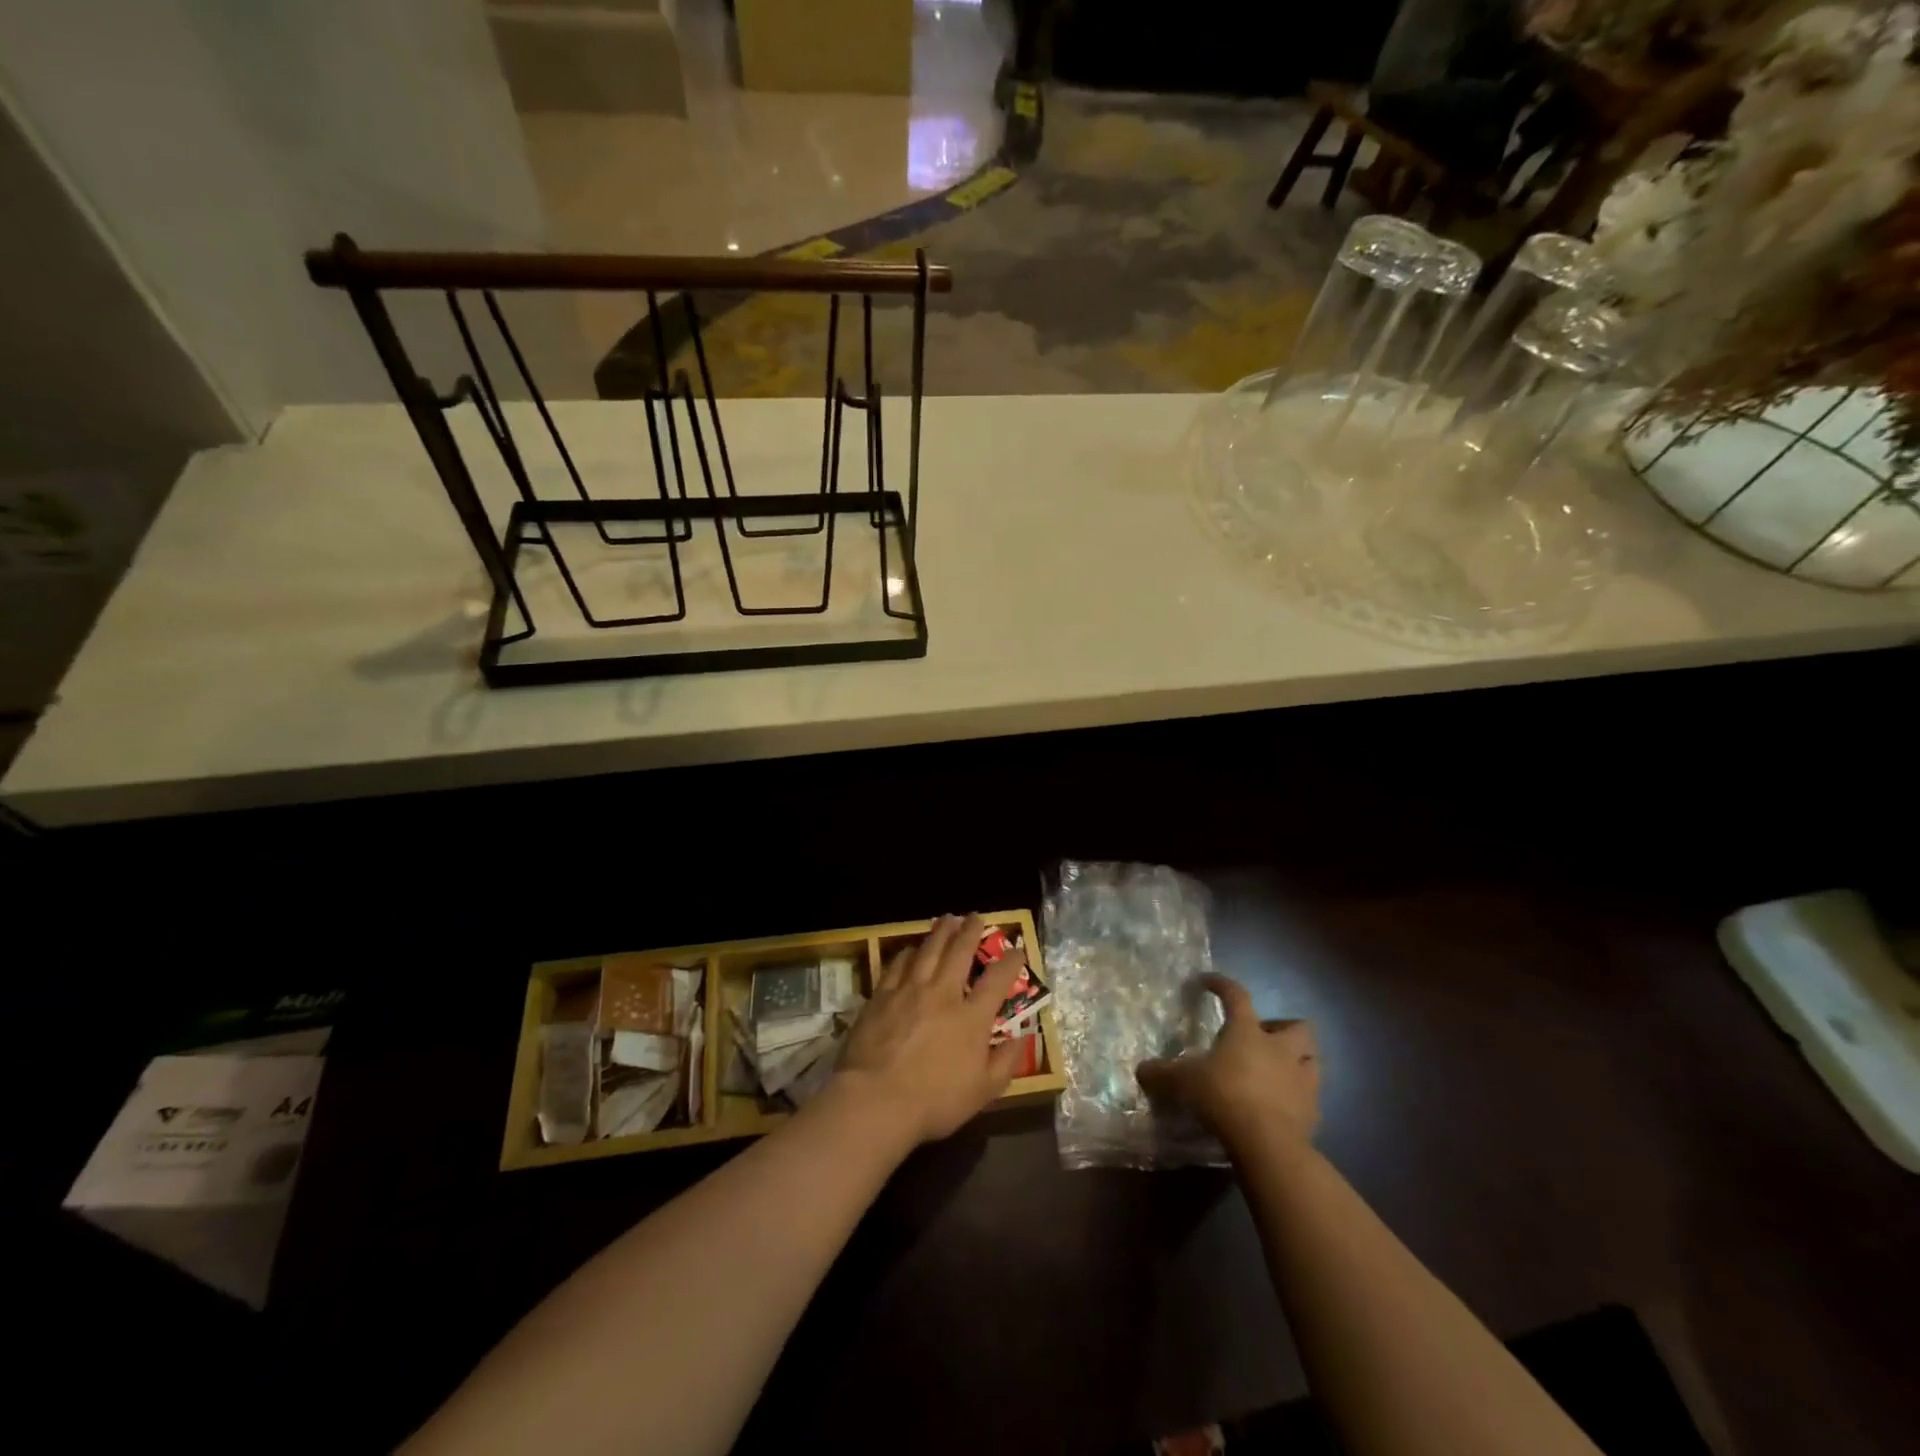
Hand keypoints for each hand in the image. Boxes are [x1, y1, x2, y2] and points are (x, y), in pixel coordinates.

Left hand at [832, 913, 1026, 1146]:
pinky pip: (898, 964)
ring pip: (928, 950)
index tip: (1017, 949)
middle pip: (959, 952)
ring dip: (940, 932)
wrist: (876, 1099)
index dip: (1010, 962)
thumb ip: (1005, 1062)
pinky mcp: (882, 995)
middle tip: (974, 916)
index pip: (997, 980)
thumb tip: (1022, 1037)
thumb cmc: (934, 1101)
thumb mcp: (983, 1092)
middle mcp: (943, 994)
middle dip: (970, 931)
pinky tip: (910, 948)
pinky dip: (907, 952)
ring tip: (946, 919)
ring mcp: (910, 990)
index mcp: (971, 1017)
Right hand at [1137, 974, 1319, 1149]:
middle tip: (1262, 1038)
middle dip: (1282, 1028)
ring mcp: (1301, 1079)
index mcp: (1247, 1032)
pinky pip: (1310, 1096)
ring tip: (1278, 1071)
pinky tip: (1282, 1106)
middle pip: (1297, 1026)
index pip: (1236, 996)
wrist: (1266, 1143)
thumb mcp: (1183, 1082)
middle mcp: (1279, 1049)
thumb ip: (1162, 1074)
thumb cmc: (1223, 1096)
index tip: (1209, 981)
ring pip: (1312, 1059)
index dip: (1222, 985)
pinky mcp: (1313, 1111)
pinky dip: (1298, 1097)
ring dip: (1298, 1061)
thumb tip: (1142, 1070)